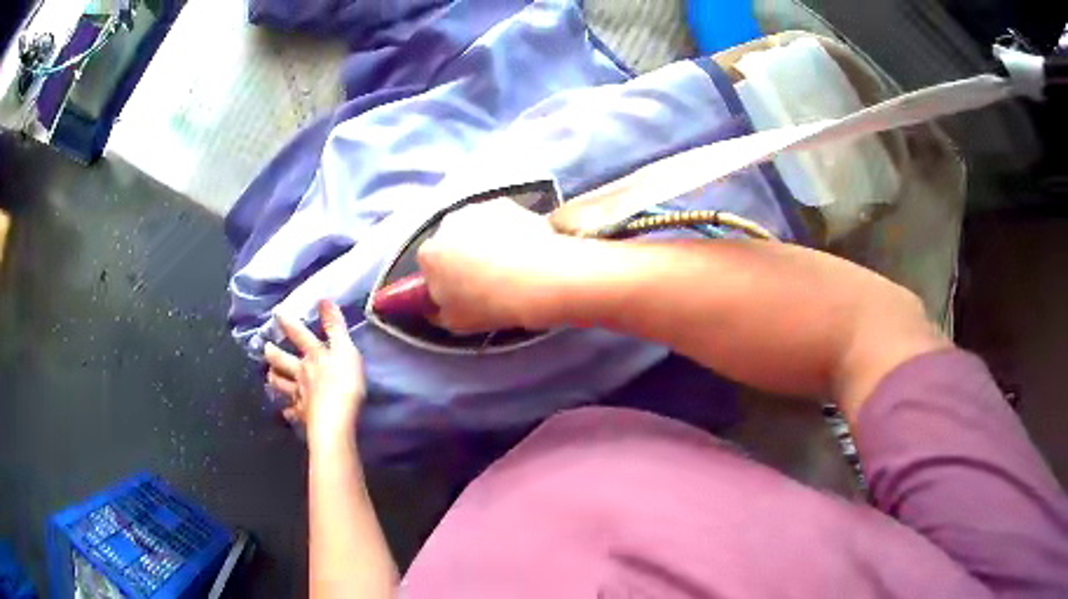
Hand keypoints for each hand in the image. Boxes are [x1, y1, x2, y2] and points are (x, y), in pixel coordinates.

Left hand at [265, 300, 365, 446]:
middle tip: (265, 348)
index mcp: (313, 356)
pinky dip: (287, 411)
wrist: (336, 420)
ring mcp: (300, 396)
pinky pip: (292, 412)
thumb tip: (323, 299)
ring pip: (282, 385)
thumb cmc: (344, 383)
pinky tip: (285, 412)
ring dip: (275, 379)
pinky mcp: (303, 416)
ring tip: (269, 376)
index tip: (277, 312)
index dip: (288, 323)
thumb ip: (336, 327)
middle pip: (283, 361)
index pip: (299, 335)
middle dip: (273, 353)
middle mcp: (301, 373)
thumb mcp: (346, 350)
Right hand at [417, 198, 576, 332]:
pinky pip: (501, 218)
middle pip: (451, 240)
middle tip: (488, 277)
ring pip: (476, 226)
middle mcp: (447, 224)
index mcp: (429, 254)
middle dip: (463, 254)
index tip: (463, 290)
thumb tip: (437, 303)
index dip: (445, 277)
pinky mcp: (506, 203)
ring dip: (486, 239)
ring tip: (510, 262)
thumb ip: (438, 309)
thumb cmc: (491, 304)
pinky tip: (525, 248)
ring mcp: (477, 209)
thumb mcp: (455, 322)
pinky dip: (509, 229)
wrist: (538, 279)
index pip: (430, 265)